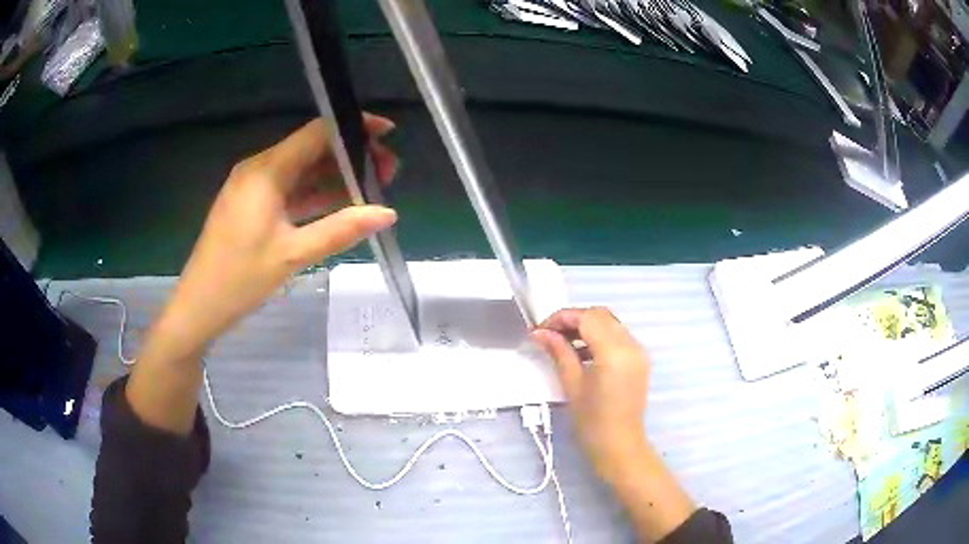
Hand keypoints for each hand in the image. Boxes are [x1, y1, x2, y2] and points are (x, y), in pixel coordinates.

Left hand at [127, 114, 398, 434]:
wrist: (199, 305)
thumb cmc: (241, 278)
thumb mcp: (293, 254)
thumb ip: (341, 230)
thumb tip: (387, 213)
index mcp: (266, 171)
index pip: (317, 133)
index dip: (354, 128)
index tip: (388, 134)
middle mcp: (259, 168)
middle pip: (311, 148)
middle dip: (350, 156)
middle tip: (386, 173)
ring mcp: (252, 186)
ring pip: (301, 169)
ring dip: (334, 175)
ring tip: (371, 187)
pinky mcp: (250, 204)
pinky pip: (289, 188)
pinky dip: (314, 192)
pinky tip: (339, 203)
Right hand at [533, 308, 695, 541]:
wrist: (619, 445)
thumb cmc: (592, 421)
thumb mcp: (571, 384)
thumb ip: (558, 352)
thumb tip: (540, 333)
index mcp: (614, 352)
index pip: (587, 317)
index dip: (562, 317)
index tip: (542, 329)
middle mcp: (631, 345)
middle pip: (600, 316)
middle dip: (574, 319)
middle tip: (550, 334)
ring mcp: (639, 352)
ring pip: (610, 323)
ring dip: (587, 326)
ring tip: (563, 343)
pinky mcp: (639, 360)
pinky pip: (618, 337)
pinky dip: (599, 337)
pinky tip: (582, 353)